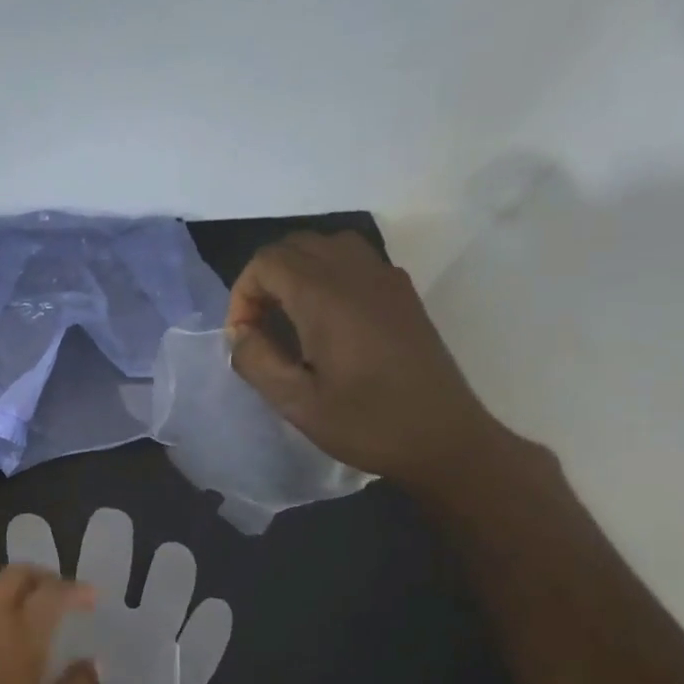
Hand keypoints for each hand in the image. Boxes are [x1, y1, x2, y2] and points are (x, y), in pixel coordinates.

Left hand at [0, 509, 232, 683]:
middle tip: (61, 595)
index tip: (93, 598)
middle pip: (14, 575)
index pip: (52, 593)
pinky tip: (0, 639)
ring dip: (14, 589)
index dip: (76, 589)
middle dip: (41, 576)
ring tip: (33, 612)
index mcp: (20, 635)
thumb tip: (93, 664)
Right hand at [226, 231, 506, 489]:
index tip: (244, 336)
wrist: (444, 439)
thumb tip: (239, 333)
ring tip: (289, 316)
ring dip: (296, 271)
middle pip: (295, 245)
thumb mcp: (297, 403)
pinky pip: (356, 259)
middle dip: (265, 279)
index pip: (267, 262)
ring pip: (327, 245)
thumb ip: (257, 360)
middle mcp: (357, 274)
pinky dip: (327, 273)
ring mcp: (386, 279)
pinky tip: (327, 318)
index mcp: (326, 298)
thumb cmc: (367, 424)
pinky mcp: (403, 293)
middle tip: (260, 326)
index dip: (243, 294)